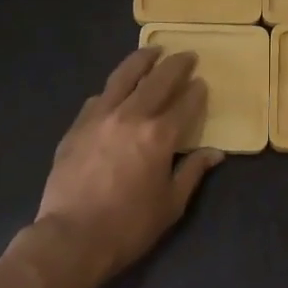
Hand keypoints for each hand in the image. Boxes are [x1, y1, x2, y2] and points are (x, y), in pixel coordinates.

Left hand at [34, 47, 224, 282]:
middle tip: (187, 55)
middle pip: (158, 80)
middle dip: (176, 65)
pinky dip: (113, 88)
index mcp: (159, 135)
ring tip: (152, 50)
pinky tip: (117, 89)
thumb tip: (215, 153)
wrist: (72, 237)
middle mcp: (131, 116)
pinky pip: (99, 98)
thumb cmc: (129, 226)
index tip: (202, 83)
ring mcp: (99, 117)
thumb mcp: (171, 204)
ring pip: (123, 77)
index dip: (197, 91)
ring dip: (141, 60)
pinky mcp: (76, 127)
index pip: (185, 103)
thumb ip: (193, 172)